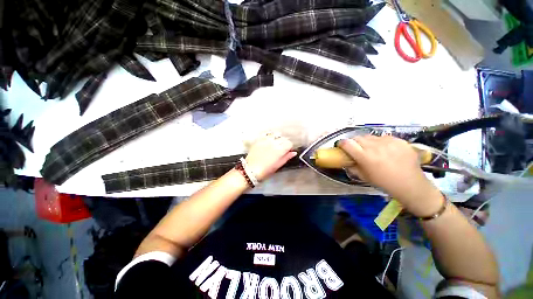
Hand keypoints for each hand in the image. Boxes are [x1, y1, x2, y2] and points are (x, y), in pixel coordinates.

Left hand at [245, 133, 296, 180]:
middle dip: (284, 143)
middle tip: (281, 149)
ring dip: (277, 138)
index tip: (287, 151)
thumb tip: (293, 153)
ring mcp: (265, 140)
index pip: (289, 143)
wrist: (250, 170)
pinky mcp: (259, 139)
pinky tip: (268, 141)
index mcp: (280, 150)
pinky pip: (266, 134)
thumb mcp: (278, 166)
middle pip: (283, 138)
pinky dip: (269, 136)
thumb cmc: (265, 170)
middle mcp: (273, 143)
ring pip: (275, 134)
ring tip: (274, 144)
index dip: (289, 147)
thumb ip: (286, 157)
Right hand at [338, 135, 442, 216]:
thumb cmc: (384, 182)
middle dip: (353, 142)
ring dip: (367, 141)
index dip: (341, 143)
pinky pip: (383, 137)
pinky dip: (380, 142)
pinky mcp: (399, 140)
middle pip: (357, 138)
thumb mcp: (363, 177)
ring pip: (370, 136)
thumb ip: (352, 167)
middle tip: (356, 149)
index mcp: (365, 157)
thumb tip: (346, 161)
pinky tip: (385, 150)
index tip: (341, 146)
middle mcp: (375, 146)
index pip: (347, 143)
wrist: (410, 184)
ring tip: (372, 149)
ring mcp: (388, 142)